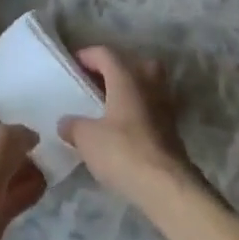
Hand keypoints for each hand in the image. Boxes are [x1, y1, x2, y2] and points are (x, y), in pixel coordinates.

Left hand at [0, 109, 45, 239]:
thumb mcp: (1, 139)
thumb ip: (20, 132)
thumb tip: (31, 138)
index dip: (13, 113)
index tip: (40, 115)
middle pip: (2, 143)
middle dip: (25, 142)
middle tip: (53, 139)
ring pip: (10, 169)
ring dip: (30, 167)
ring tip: (56, 160)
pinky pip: (14, 194)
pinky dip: (29, 189)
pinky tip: (48, 184)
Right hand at [58, 47, 196, 206]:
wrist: (166, 186)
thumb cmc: (123, 151)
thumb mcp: (87, 139)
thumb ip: (73, 126)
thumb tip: (65, 122)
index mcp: (126, 77)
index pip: (105, 53)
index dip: (87, 55)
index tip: (73, 66)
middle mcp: (148, 84)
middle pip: (133, 64)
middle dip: (115, 70)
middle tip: (96, 85)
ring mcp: (164, 106)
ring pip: (146, 86)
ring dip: (129, 92)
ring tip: (109, 109)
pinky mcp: (172, 129)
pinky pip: (151, 109)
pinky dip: (138, 113)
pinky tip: (123, 131)